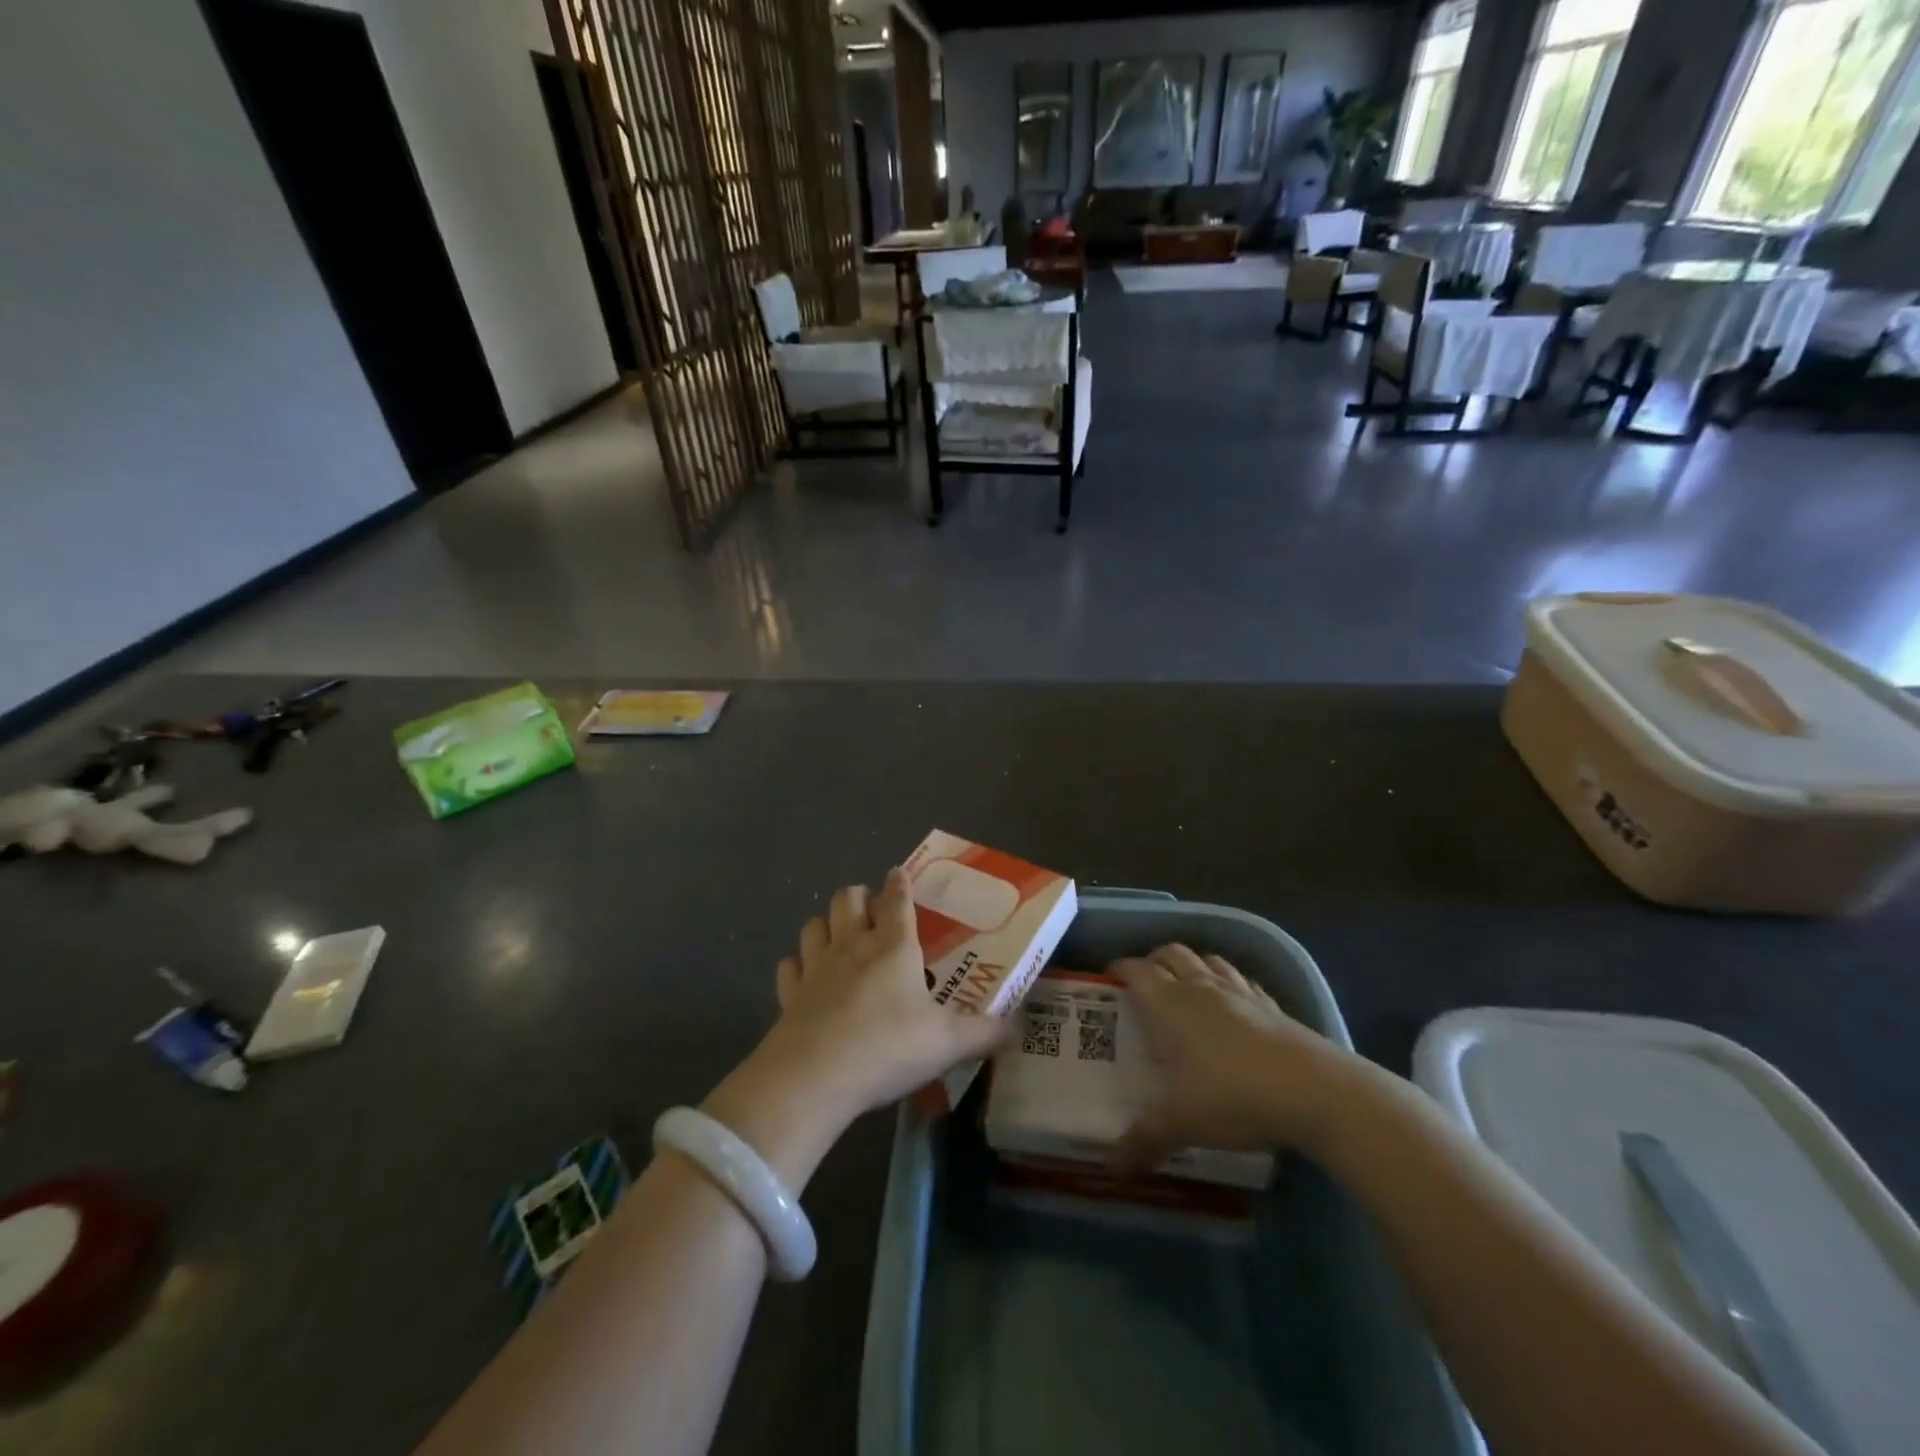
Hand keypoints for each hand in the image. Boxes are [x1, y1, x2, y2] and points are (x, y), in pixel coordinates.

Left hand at [759, 868, 1007, 1120]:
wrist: (814, 1077)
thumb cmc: (887, 1048)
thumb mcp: (948, 1043)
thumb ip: (984, 1034)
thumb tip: (1016, 1029)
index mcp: (893, 947)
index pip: (897, 900)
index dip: (900, 883)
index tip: (899, 873)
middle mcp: (852, 946)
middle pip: (847, 898)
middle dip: (858, 895)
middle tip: (871, 910)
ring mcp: (815, 968)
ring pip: (814, 924)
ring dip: (826, 924)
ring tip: (838, 936)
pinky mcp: (789, 994)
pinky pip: (789, 967)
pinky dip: (797, 966)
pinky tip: (805, 976)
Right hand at [1112, 944, 1362, 1172]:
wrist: (1316, 1092)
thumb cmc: (1234, 1096)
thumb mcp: (1182, 1123)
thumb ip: (1144, 1141)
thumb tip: (1112, 1167)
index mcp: (1170, 1004)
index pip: (1137, 971)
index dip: (1119, 969)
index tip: (1108, 978)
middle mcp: (1202, 988)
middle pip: (1171, 954)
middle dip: (1153, 960)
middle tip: (1143, 983)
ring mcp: (1241, 993)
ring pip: (1208, 960)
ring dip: (1191, 965)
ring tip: (1185, 987)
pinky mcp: (1273, 1005)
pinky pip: (1243, 981)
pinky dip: (1229, 983)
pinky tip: (1233, 1005)